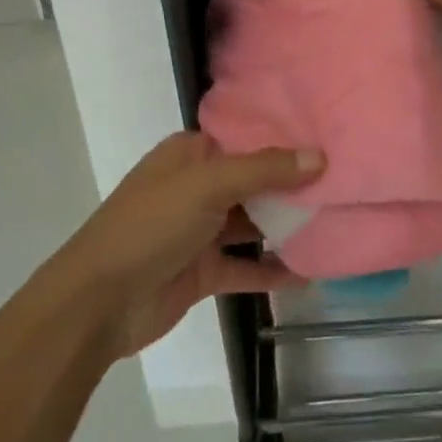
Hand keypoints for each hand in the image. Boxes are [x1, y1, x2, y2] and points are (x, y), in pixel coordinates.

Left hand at [57, 133, 324, 358]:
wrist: (98, 303)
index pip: (245, 138)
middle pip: (253, 180)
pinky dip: (271, 270)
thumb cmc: (150, 226)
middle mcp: (197, 187)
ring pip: (251, 223)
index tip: (329, 139)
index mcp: (190, 154)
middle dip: (292, 184)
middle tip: (343, 183)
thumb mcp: (206, 185)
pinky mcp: (202, 271)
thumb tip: (319, 156)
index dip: (283, 139)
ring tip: (335, 223)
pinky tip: (308, 273)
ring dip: (285, 226)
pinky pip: (244, 266)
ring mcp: (199, 230)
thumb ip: (263, 170)